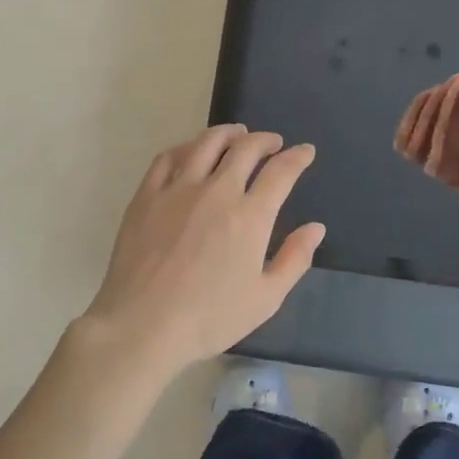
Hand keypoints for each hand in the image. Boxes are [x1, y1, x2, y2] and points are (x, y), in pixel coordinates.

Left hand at [76, 124, 324, 378]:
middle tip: (273, 142)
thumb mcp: (265, 299)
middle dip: (266, 140)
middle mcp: (217, 191)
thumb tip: (316, 228)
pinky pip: (169, 157)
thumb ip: (295, 259)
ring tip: (237, 133)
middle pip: (246, 148)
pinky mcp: (147, 195)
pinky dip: (187, 147)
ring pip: (207, 143)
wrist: (142, 325)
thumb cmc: (209, 318)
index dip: (298, 157)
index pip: (281, 171)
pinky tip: (192, 151)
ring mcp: (178, 189)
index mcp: (250, 216)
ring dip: (228, 133)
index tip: (305, 151)